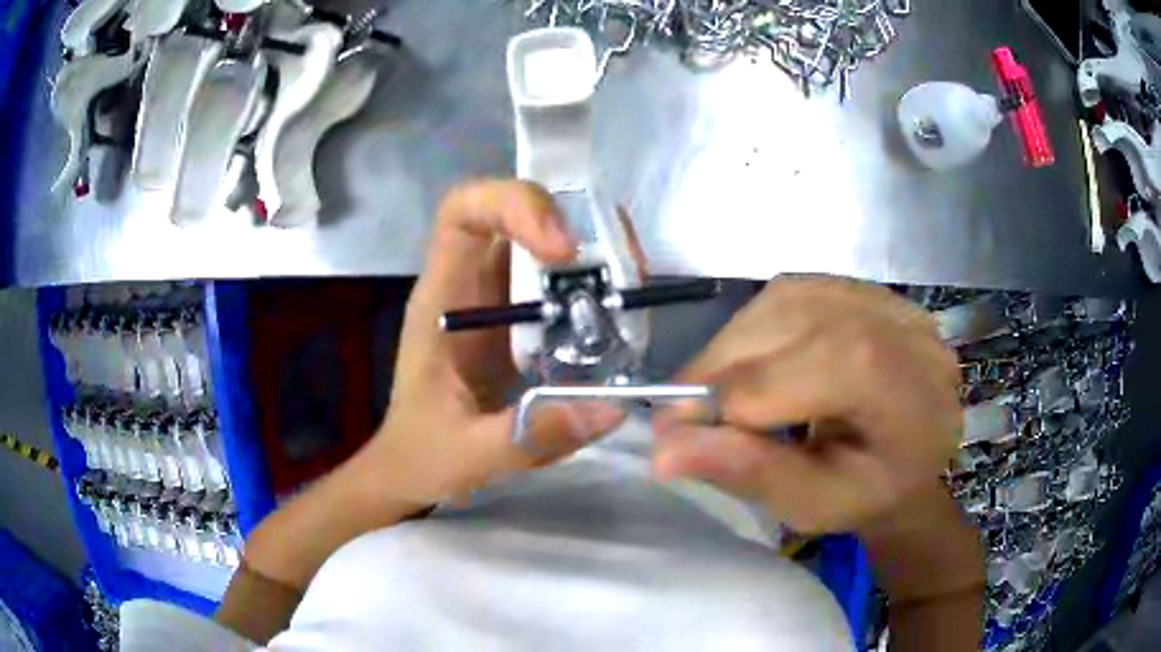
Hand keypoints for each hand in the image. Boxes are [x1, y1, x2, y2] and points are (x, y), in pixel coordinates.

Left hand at [364, 180, 624, 506]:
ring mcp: (494, 302)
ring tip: (634, 283)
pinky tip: (621, 317)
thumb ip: (531, 434)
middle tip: (625, 261)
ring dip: (590, 251)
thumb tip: (612, 406)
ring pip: (540, 246)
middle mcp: (468, 286)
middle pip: (512, 214)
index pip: (463, 211)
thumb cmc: (422, 454)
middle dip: (571, 220)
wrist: (410, 468)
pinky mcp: (516, 324)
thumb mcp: (469, 453)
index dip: (513, 205)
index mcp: (442, 300)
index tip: (562, 250)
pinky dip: (592, 288)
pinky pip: (555, 285)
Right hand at [652, 277, 981, 602]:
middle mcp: (902, 326)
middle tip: (682, 415)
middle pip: (793, 322)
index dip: (730, 399)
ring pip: (783, 300)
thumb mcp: (815, 506)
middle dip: (722, 368)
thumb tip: (664, 450)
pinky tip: (748, 365)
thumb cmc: (870, 495)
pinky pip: (790, 293)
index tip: (671, 438)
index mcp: (908, 388)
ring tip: (713, 394)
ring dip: (731, 347)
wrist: (912, 459)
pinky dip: (752, 329)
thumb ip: (751, 474)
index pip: (809, 369)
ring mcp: (885, 298)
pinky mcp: (862, 288)